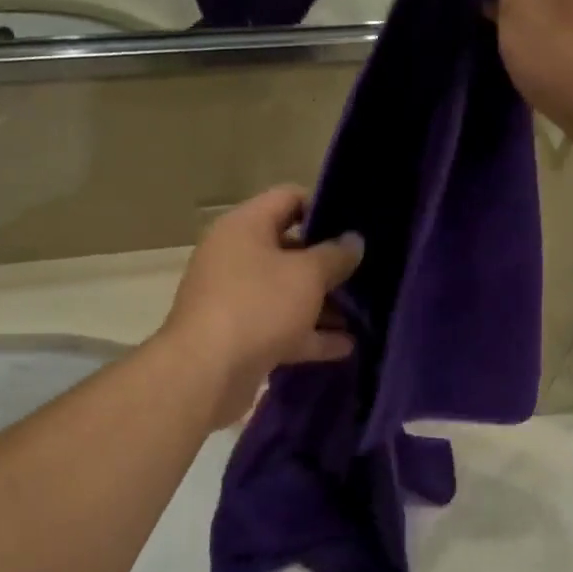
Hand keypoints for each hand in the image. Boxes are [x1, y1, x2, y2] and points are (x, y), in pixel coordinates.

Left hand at [161, 186, 363, 426]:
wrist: (206, 374)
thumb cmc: (258, 306)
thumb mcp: (307, 275)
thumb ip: (335, 255)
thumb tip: (354, 241)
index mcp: (244, 227)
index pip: (288, 198)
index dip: (324, 206)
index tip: (356, 225)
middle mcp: (235, 257)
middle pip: (289, 249)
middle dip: (327, 263)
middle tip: (366, 271)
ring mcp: (235, 299)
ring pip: (286, 293)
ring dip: (322, 304)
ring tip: (363, 313)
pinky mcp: (239, 336)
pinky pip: (281, 328)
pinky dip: (309, 335)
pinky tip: (346, 346)